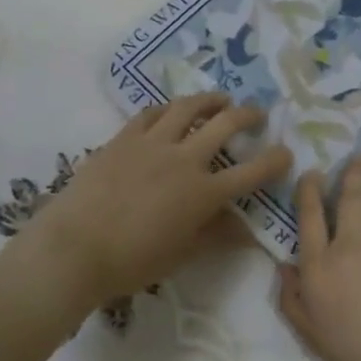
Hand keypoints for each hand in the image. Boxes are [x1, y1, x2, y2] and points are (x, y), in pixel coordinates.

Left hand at [17, 93, 291, 310]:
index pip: (253, 172)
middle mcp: (185, 159)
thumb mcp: (181, 254)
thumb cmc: (131, 261)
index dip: (276, 160)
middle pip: (226, 125)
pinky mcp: (124, 138)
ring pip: (188, 107)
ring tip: (220, 99)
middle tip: (257, 115)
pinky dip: (167, 108)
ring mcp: (152, 143)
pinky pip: (150, 113)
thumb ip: (216, 235)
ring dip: (210, 100)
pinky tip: (170, 110)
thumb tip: (247, 230)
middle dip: (248, 116)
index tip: (286, 153)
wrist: (74, 248)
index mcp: (204, 193)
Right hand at [278, 156, 360, 360]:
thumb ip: (293, 299)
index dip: (308, 190)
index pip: (309, 216)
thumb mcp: (312, 336)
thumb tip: (284, 266)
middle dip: (353, 173)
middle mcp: (350, 244)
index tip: (312, 172)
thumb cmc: (358, 358)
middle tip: (360, 157)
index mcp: (318, 266)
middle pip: (348, 197)